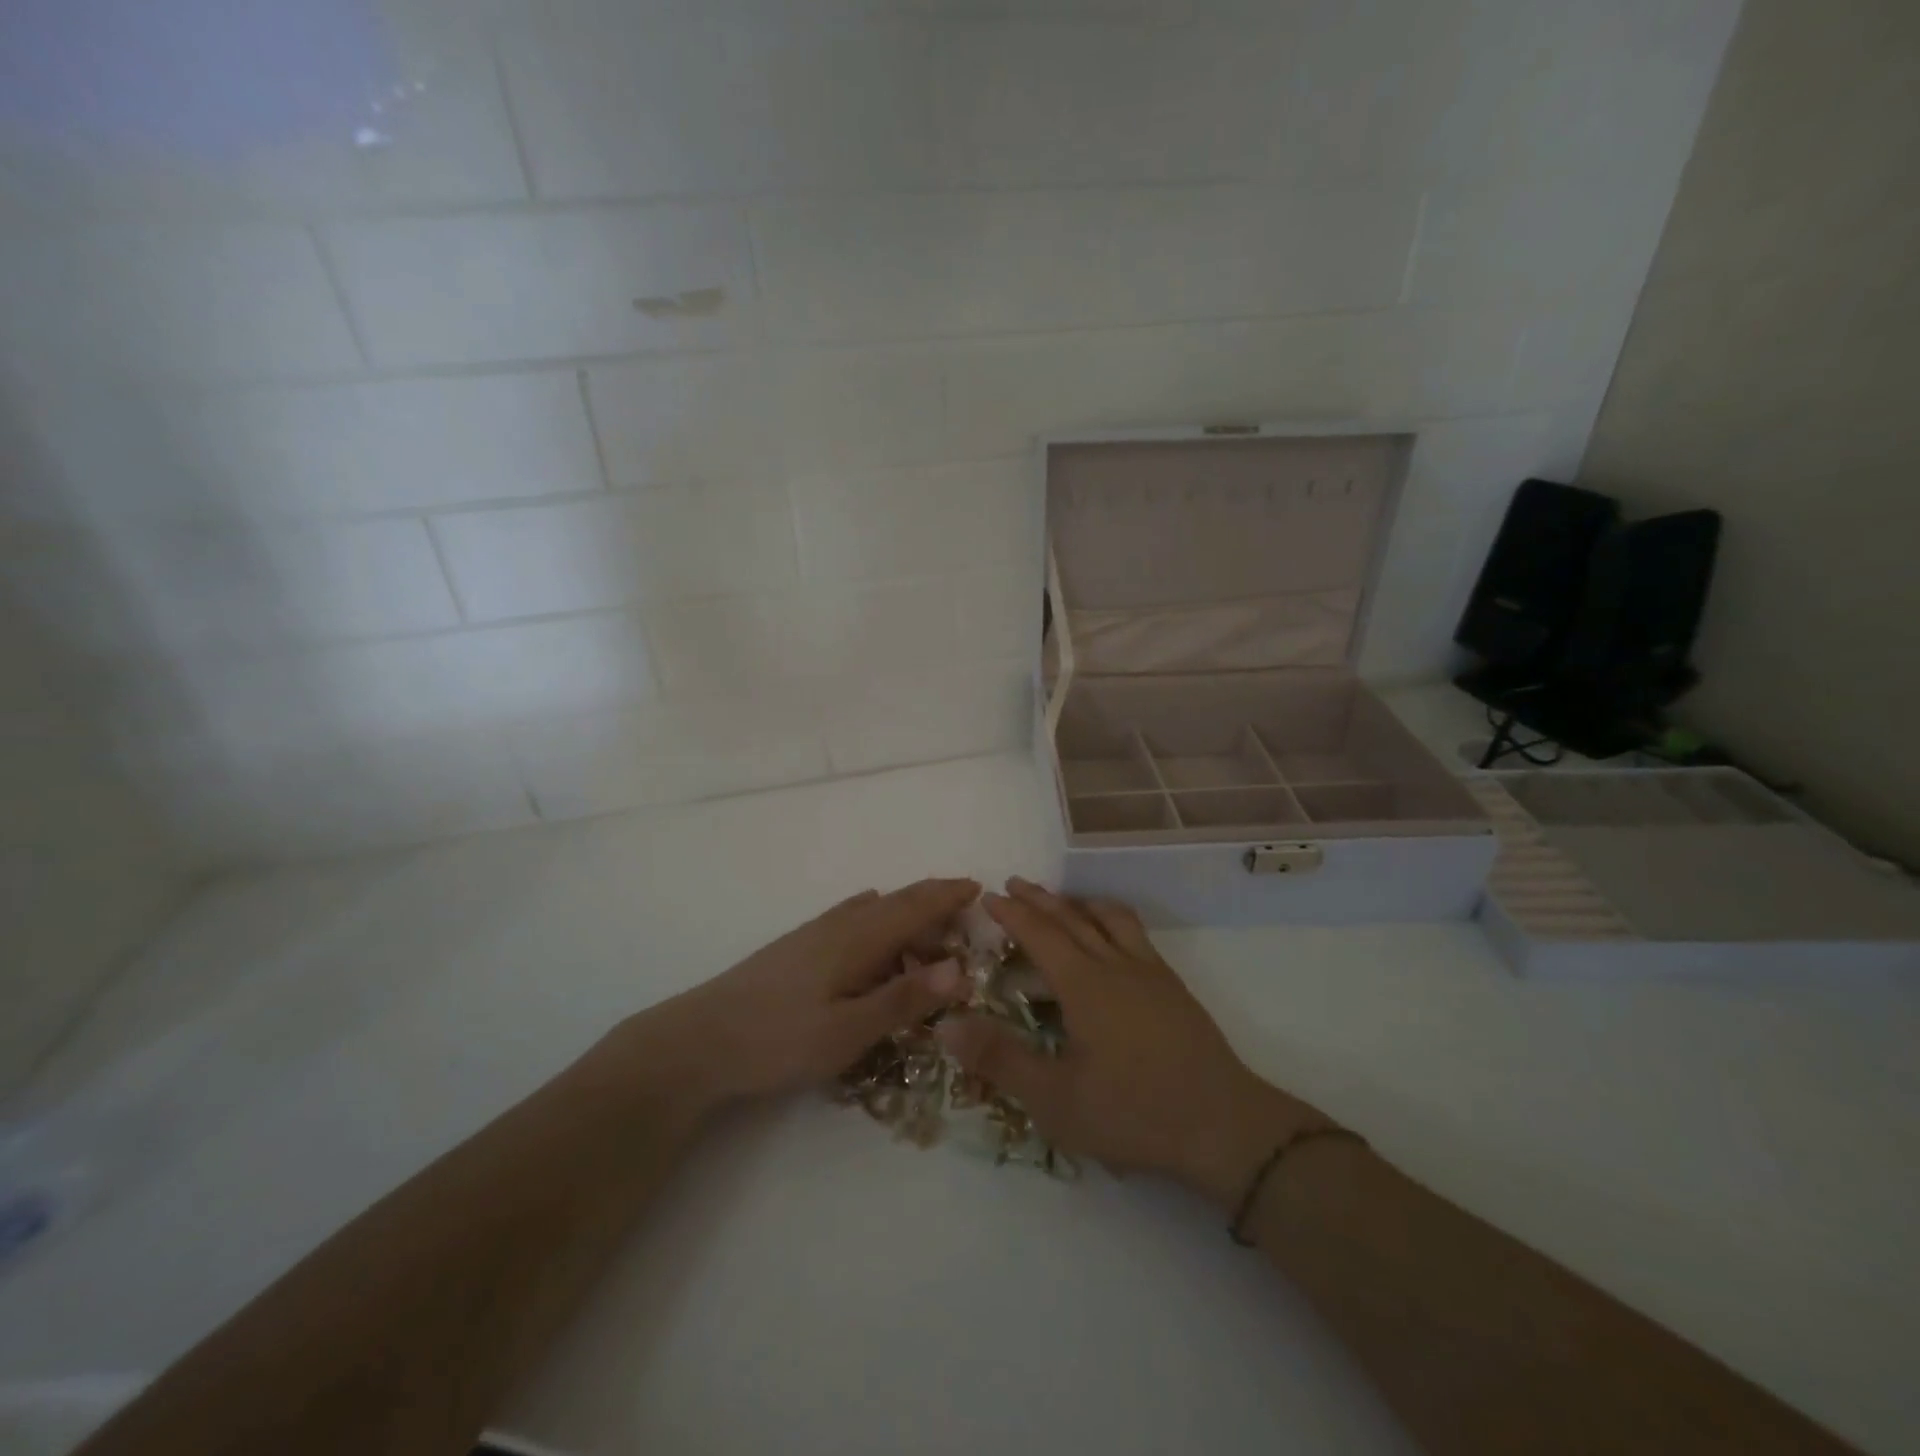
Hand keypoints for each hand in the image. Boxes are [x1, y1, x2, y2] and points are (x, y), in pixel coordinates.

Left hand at [612, 878, 979, 1116]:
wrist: (699, 1040)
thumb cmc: (780, 1038)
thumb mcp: (849, 1031)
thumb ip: (904, 999)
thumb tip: (960, 968)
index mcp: (859, 938)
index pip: (915, 905)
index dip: (948, 895)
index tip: (978, 888)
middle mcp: (840, 925)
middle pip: (896, 902)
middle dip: (933, 901)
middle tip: (964, 913)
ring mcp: (815, 933)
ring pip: (873, 911)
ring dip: (906, 915)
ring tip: (928, 938)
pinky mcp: (797, 947)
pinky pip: (852, 920)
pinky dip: (877, 922)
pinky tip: (871, 930)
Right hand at [937, 879, 1328, 1208]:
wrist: (1223, 1126)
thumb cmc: (1133, 1113)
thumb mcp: (1055, 1099)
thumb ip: (1000, 1059)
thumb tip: (946, 1023)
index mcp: (1085, 984)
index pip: (1040, 934)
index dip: (1013, 913)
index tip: (989, 895)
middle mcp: (1116, 965)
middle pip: (1072, 917)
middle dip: (1040, 899)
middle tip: (1015, 883)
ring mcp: (1150, 972)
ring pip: (1110, 919)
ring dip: (1079, 903)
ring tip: (1063, 900)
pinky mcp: (1173, 987)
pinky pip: (1135, 934)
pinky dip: (1111, 919)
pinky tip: (1113, 941)